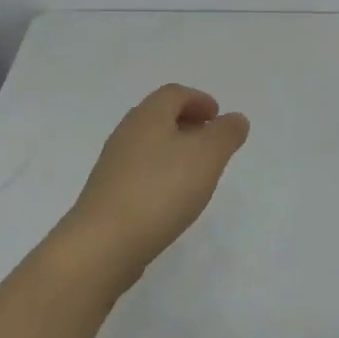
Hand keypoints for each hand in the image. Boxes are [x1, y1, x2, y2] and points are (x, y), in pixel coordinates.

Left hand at [59, 84, 250, 291]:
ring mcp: (113, 164)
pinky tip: (171, 198)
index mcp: (148, 116)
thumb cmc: (160, 190)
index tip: (217, 116)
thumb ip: (226, 134)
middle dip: (187, 123)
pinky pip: (139, 171)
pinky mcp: (108, 194)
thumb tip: (235, 119)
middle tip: (210, 141)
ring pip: (148, 145)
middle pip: (159, 116)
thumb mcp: (206, 157)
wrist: (103, 244)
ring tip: (196, 172)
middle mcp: (126, 133)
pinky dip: (160, 173)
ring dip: (174, 149)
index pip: (174, 93)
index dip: (199, 100)